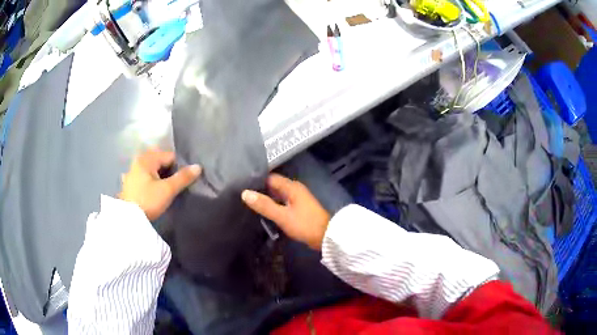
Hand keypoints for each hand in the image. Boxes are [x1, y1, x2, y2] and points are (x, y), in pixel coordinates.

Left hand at [119, 148, 201, 219]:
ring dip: (159, 175)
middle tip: (174, 184)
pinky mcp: (129, 183)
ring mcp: (132, 172)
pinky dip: (150, 180)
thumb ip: (183, 177)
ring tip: (165, 188)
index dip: (179, 167)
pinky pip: (144, 176)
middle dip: (168, 170)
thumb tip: (198, 167)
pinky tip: (152, 190)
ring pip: (151, 169)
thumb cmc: (148, 201)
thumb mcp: (168, 190)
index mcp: (146, 158)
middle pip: (159, 160)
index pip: (169, 156)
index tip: (183, 180)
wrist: (129, 219)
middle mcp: (138, 161)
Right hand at [241, 174, 329, 249]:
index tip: (241, 185)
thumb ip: (264, 205)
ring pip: (277, 195)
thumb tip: (245, 193)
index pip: (270, 177)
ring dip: (266, 198)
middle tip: (242, 194)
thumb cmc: (304, 224)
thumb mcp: (282, 216)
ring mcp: (297, 199)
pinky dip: (273, 205)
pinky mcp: (298, 208)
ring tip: (248, 202)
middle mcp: (294, 189)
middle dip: (260, 190)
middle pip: (273, 185)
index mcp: (292, 186)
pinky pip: (282, 202)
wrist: (325, 237)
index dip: (256, 180)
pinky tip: (263, 210)